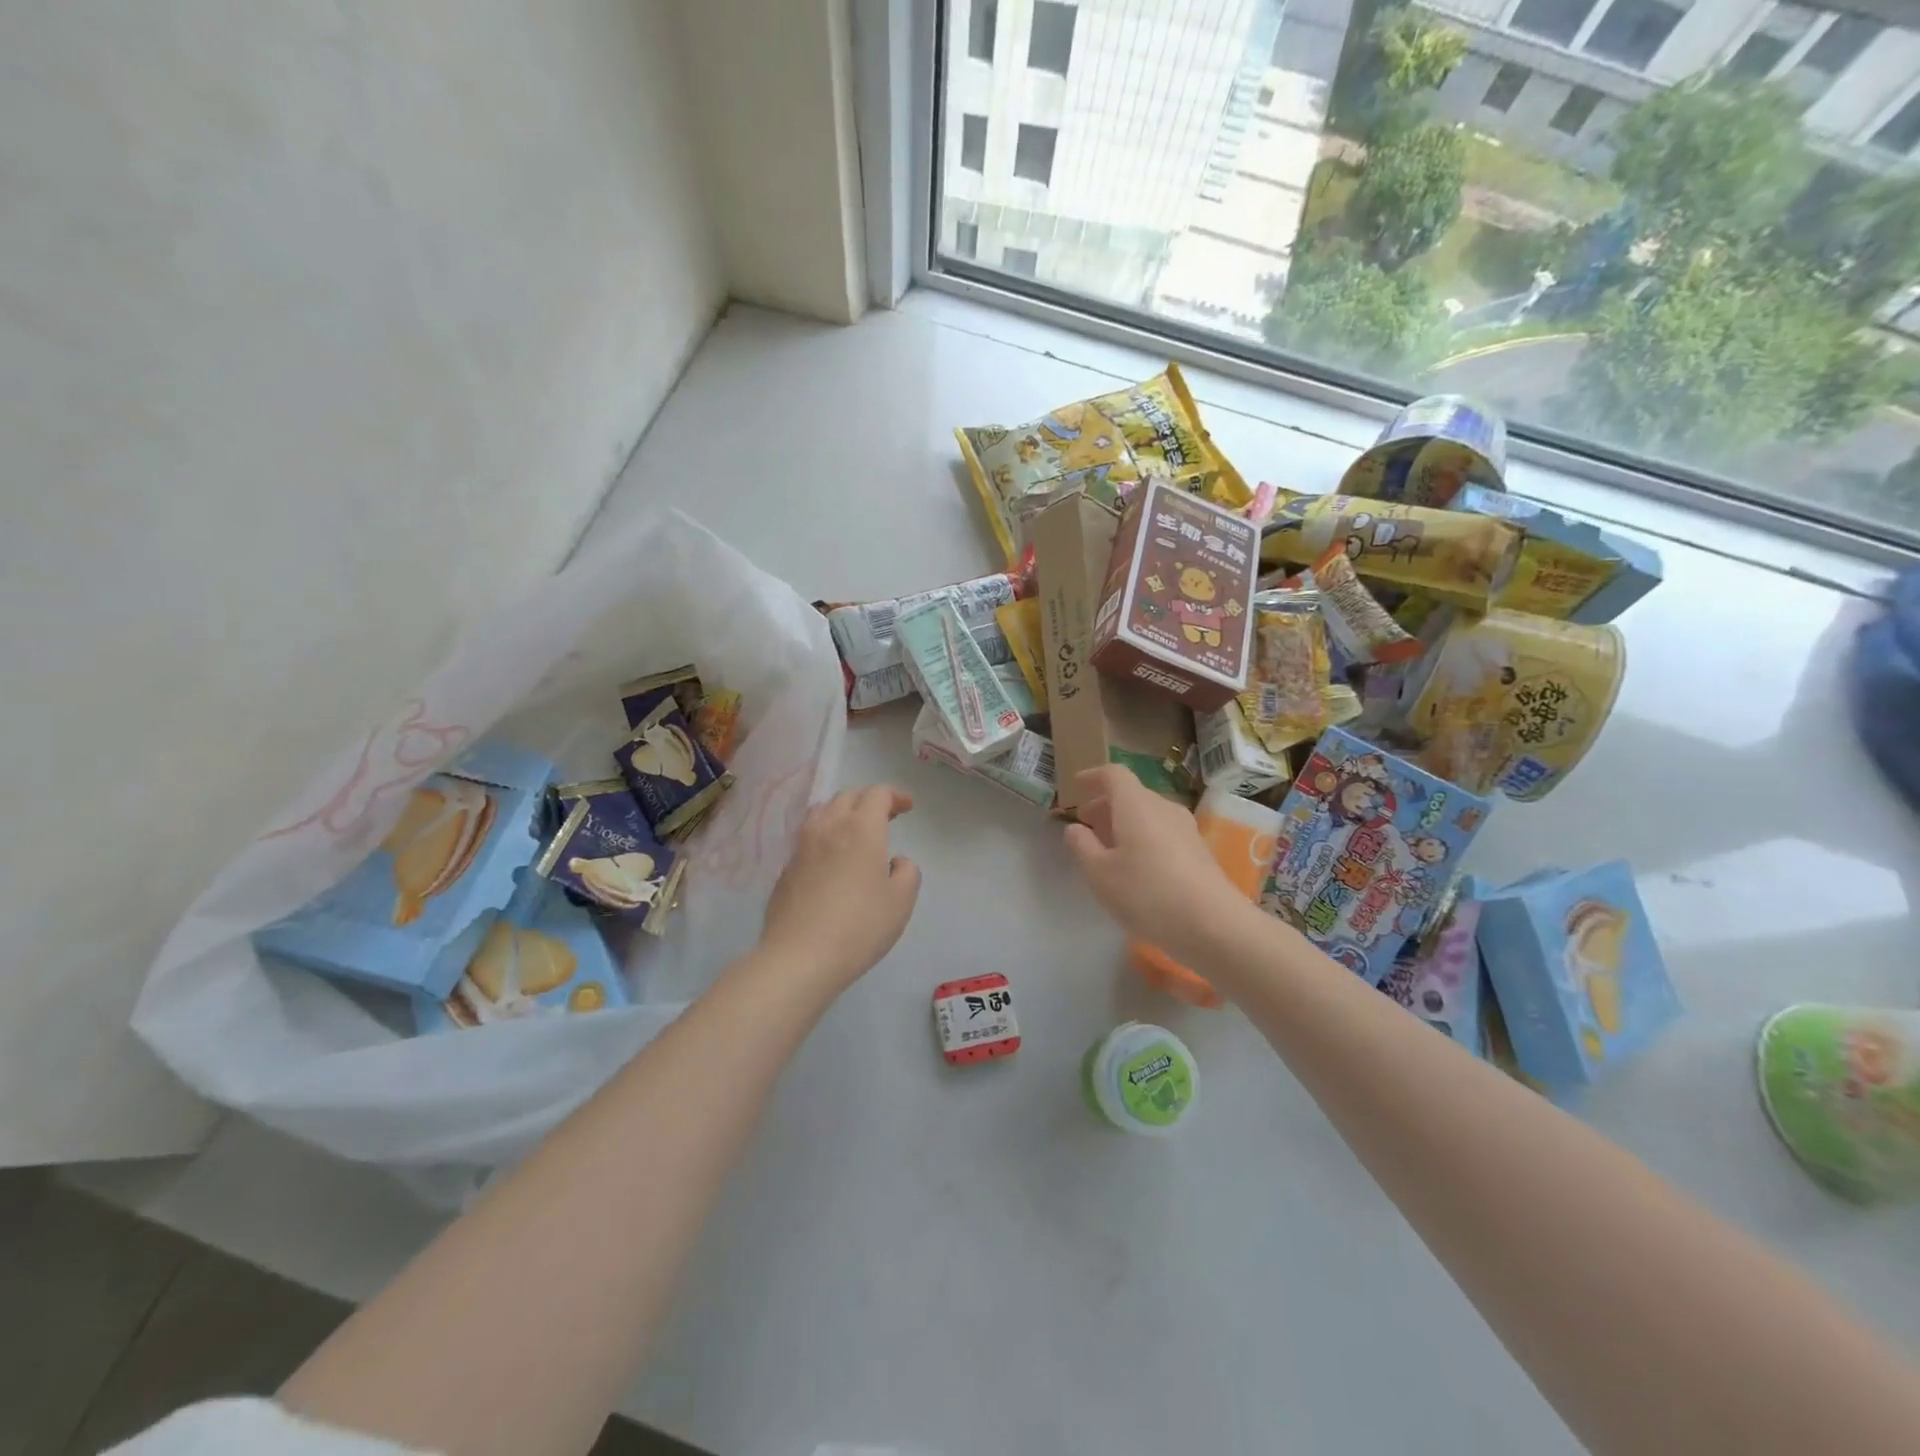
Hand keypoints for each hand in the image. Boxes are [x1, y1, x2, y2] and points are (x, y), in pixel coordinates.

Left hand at [760, 785, 921, 990]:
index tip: (907, 807)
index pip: (877, 794)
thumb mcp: (901, 901)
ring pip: (822, 811)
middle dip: (869, 800)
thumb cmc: (860, 926)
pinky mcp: (786, 868)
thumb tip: (895, 862)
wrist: (800, 957)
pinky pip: (808, 837)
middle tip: (886, 816)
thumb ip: (907, 872)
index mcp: (861, 828)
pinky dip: (825, 835)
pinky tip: (832, 859)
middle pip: (848, 796)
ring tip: (855, 831)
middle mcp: (828, 827)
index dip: (895, 795)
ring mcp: (802, 846)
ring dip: (843, 812)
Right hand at [1064, 766, 1250, 961]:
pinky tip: (1135, 867)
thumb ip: (1082, 846)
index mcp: (1136, 804)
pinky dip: (1142, 838)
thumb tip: (1075, 828)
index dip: (1093, 777)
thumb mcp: (1100, 874)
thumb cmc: (1147, 893)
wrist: (1214, 925)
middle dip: (1105, 804)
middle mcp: (1163, 807)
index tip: (1076, 786)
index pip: (1113, 774)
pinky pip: (1162, 832)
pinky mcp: (1198, 851)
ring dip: (1124, 823)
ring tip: (1107, 848)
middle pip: (1131, 794)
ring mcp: (1185, 829)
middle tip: (1085, 823)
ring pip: (1148, 814)